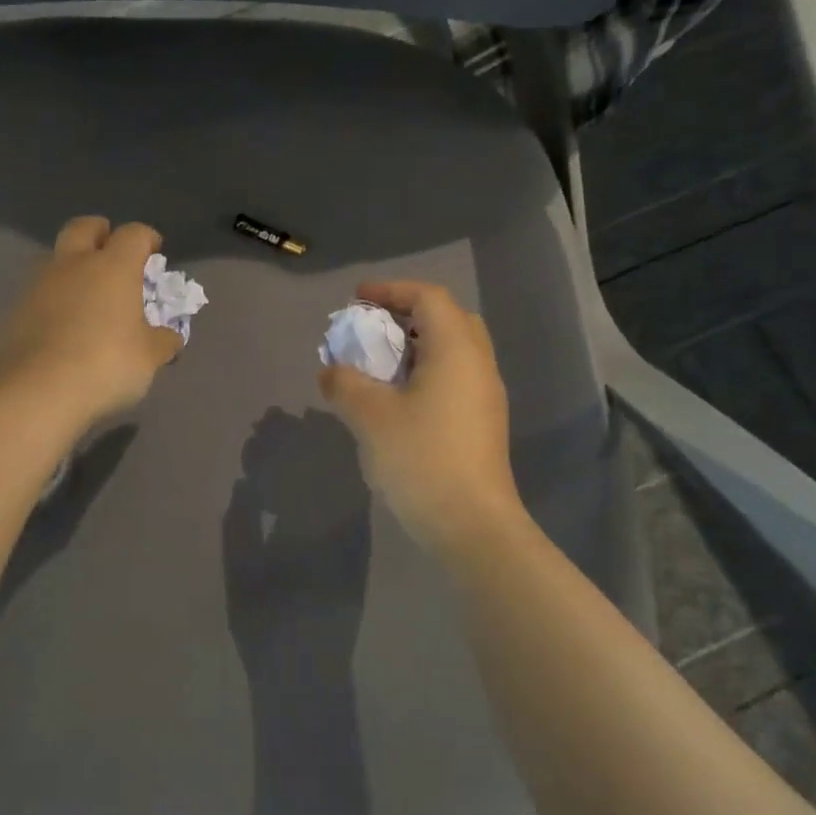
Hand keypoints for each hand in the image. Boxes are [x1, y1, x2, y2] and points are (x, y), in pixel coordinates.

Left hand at [0, 216, 183, 431]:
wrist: (37, 390)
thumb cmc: (106, 364)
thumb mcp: (148, 358)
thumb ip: (161, 342)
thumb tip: (170, 338)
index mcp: (113, 267)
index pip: (133, 234)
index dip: (146, 238)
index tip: (154, 251)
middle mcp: (73, 264)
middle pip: (83, 227)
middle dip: (99, 232)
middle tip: (111, 251)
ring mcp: (37, 285)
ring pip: (54, 259)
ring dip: (70, 267)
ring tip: (83, 294)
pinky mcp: (13, 311)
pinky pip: (36, 294)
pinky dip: (50, 301)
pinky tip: (58, 326)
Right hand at [318, 280, 523, 557]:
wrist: (471, 525)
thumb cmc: (421, 458)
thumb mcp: (369, 415)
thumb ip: (344, 384)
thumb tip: (330, 372)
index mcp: (456, 350)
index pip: (428, 297)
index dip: (391, 290)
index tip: (357, 300)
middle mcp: (478, 364)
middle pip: (447, 319)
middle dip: (407, 314)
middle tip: (372, 328)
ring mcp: (485, 396)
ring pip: (452, 351)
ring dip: (415, 346)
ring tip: (377, 363)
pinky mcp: (482, 423)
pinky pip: (453, 378)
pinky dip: (424, 372)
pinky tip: (396, 399)